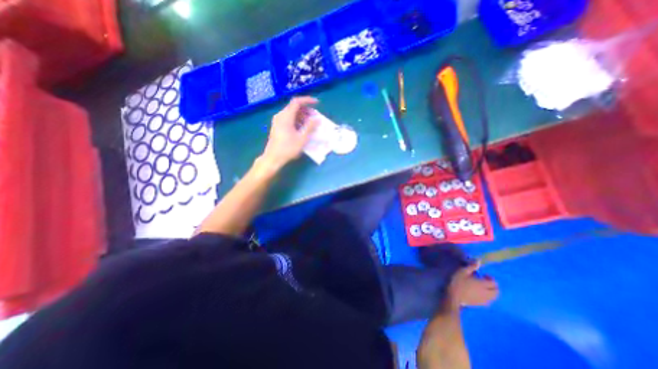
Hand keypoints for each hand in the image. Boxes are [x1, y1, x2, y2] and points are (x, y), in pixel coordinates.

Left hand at [261, 95, 320, 168]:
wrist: (273, 158)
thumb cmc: (288, 148)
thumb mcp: (302, 138)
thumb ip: (310, 127)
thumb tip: (317, 119)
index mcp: (286, 116)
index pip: (297, 102)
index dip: (307, 100)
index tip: (317, 103)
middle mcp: (280, 116)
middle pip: (294, 107)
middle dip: (306, 110)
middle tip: (315, 117)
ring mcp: (277, 121)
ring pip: (291, 113)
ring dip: (302, 116)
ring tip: (311, 123)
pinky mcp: (277, 126)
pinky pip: (288, 118)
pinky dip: (296, 120)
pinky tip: (302, 128)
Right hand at [445, 261, 502, 309]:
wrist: (454, 296)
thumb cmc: (458, 282)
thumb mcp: (463, 271)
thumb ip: (472, 267)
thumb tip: (479, 261)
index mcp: (483, 284)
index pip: (494, 283)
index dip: (491, 278)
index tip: (484, 275)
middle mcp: (486, 293)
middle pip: (496, 291)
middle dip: (493, 286)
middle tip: (485, 282)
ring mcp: (484, 300)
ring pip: (493, 297)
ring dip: (491, 292)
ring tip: (483, 288)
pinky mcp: (480, 304)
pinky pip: (488, 301)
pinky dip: (487, 297)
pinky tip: (479, 294)